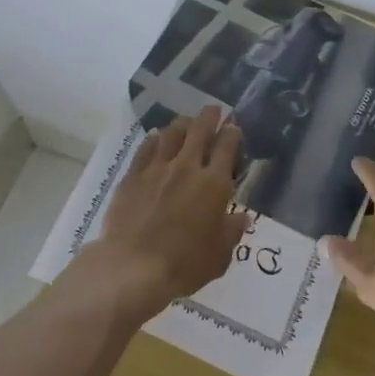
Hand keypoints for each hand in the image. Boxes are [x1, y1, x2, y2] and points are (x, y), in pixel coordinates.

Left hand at [72, 106, 246, 323]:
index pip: (227, 146)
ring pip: (171, 133)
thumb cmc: (183, 264)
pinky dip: (154, 139)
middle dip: (209, 116)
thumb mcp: (219, 256)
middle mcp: (187, 167)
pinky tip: (156, 138)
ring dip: (182, 123)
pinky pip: (146, 148)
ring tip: (186, 121)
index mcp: (214, 184)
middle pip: (199, 130)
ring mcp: (157, 168)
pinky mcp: (133, 175)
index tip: (233, 127)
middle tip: (213, 110)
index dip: (232, 133)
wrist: (133, 266)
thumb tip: (241, 217)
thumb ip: (231, 231)